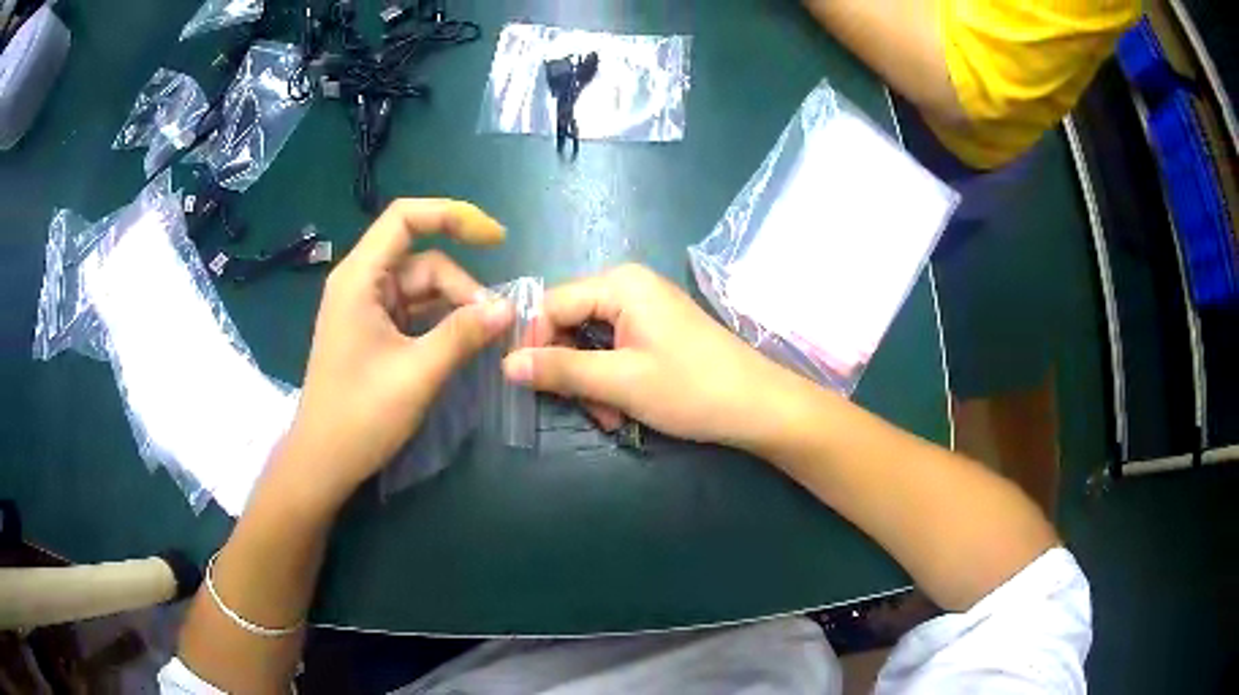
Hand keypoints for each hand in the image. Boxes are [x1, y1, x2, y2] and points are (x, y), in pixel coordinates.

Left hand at [282, 200, 512, 504]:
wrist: (323, 461)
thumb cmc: (360, 415)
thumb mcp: (417, 373)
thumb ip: (463, 335)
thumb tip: (508, 308)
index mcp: (360, 279)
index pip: (406, 218)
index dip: (452, 215)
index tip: (495, 239)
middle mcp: (361, 283)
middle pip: (422, 259)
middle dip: (461, 285)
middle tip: (493, 324)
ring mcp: (366, 308)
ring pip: (422, 288)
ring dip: (454, 306)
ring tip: (482, 337)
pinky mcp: (373, 331)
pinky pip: (414, 311)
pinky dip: (441, 321)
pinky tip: (462, 342)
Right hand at [502, 264, 801, 448]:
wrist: (759, 406)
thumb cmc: (691, 389)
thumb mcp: (619, 382)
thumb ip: (560, 369)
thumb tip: (506, 363)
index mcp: (620, 284)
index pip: (551, 304)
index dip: (533, 343)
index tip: (524, 384)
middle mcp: (629, 286)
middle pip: (570, 323)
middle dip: (569, 369)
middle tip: (582, 408)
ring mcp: (645, 308)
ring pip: (590, 342)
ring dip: (590, 383)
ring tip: (610, 417)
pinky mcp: (656, 330)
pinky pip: (614, 350)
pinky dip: (610, 381)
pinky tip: (622, 409)